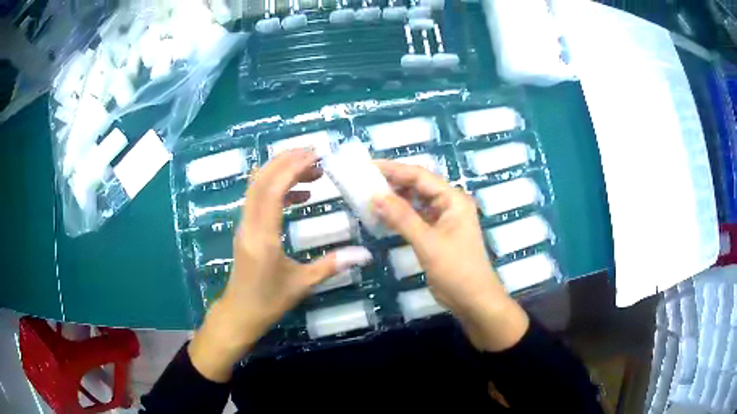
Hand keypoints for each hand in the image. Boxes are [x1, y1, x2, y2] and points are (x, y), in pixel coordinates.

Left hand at [189, 149, 372, 381]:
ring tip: (312, 171)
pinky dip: (278, 189)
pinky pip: (259, 199)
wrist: (239, 313)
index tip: (316, 155)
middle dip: (286, 160)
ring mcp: (245, 224)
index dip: (292, 167)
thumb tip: (364, 254)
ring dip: (281, 172)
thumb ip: (332, 265)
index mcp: (263, 236)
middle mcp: (249, 224)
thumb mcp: (302, 284)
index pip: (273, 190)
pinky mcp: (246, 228)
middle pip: (261, 180)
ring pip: (257, 186)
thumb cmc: (268, 301)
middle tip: (315, 154)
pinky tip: (300, 195)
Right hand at [372, 160, 528, 351]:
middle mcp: (449, 204)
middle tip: (364, 181)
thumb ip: (402, 217)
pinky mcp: (437, 234)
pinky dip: (400, 216)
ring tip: (368, 196)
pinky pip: (416, 218)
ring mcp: (443, 219)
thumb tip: (375, 196)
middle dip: (392, 183)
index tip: (368, 167)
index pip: (420, 176)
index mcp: (453, 199)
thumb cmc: (456, 270)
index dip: (393, 169)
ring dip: (395, 199)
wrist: (473, 300)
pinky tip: (382, 216)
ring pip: (416, 202)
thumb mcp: (428, 243)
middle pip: (418, 186)